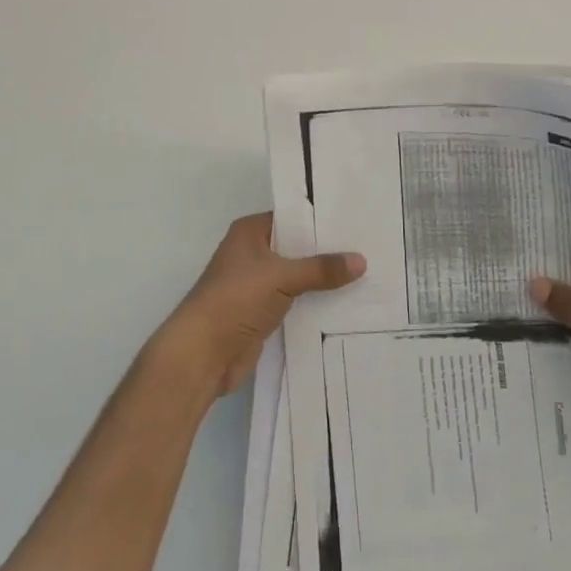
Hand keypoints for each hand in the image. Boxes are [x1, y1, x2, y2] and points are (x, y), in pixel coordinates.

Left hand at [155, 212, 365, 395]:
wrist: (203, 353)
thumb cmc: (236, 299)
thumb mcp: (281, 277)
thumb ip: (321, 269)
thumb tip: (361, 260)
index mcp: (250, 232)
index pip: (291, 217)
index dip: (319, 218)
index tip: (354, 218)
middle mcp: (252, 253)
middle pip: (296, 247)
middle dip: (326, 250)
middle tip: (367, 245)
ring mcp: (256, 284)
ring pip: (297, 275)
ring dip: (322, 279)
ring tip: (364, 273)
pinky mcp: (262, 312)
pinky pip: (295, 300)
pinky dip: (314, 301)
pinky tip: (344, 302)